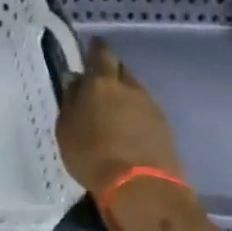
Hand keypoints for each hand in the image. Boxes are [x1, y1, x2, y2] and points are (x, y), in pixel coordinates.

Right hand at [55, 39, 184, 198]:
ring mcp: (151, 107)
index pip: (101, 54)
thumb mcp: (66, 129)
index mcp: (102, 84)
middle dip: (110, 70)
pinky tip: (126, 125)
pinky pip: (145, 109)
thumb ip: (71, 102)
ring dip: (123, 93)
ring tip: (111, 105)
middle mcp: (129, 88)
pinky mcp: (165, 127)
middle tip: (98, 78)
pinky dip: (134, 112)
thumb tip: (75, 82)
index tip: (92, 45)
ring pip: (135, 90)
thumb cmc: (91, 154)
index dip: (96, 48)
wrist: (140, 186)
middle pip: (121, 70)